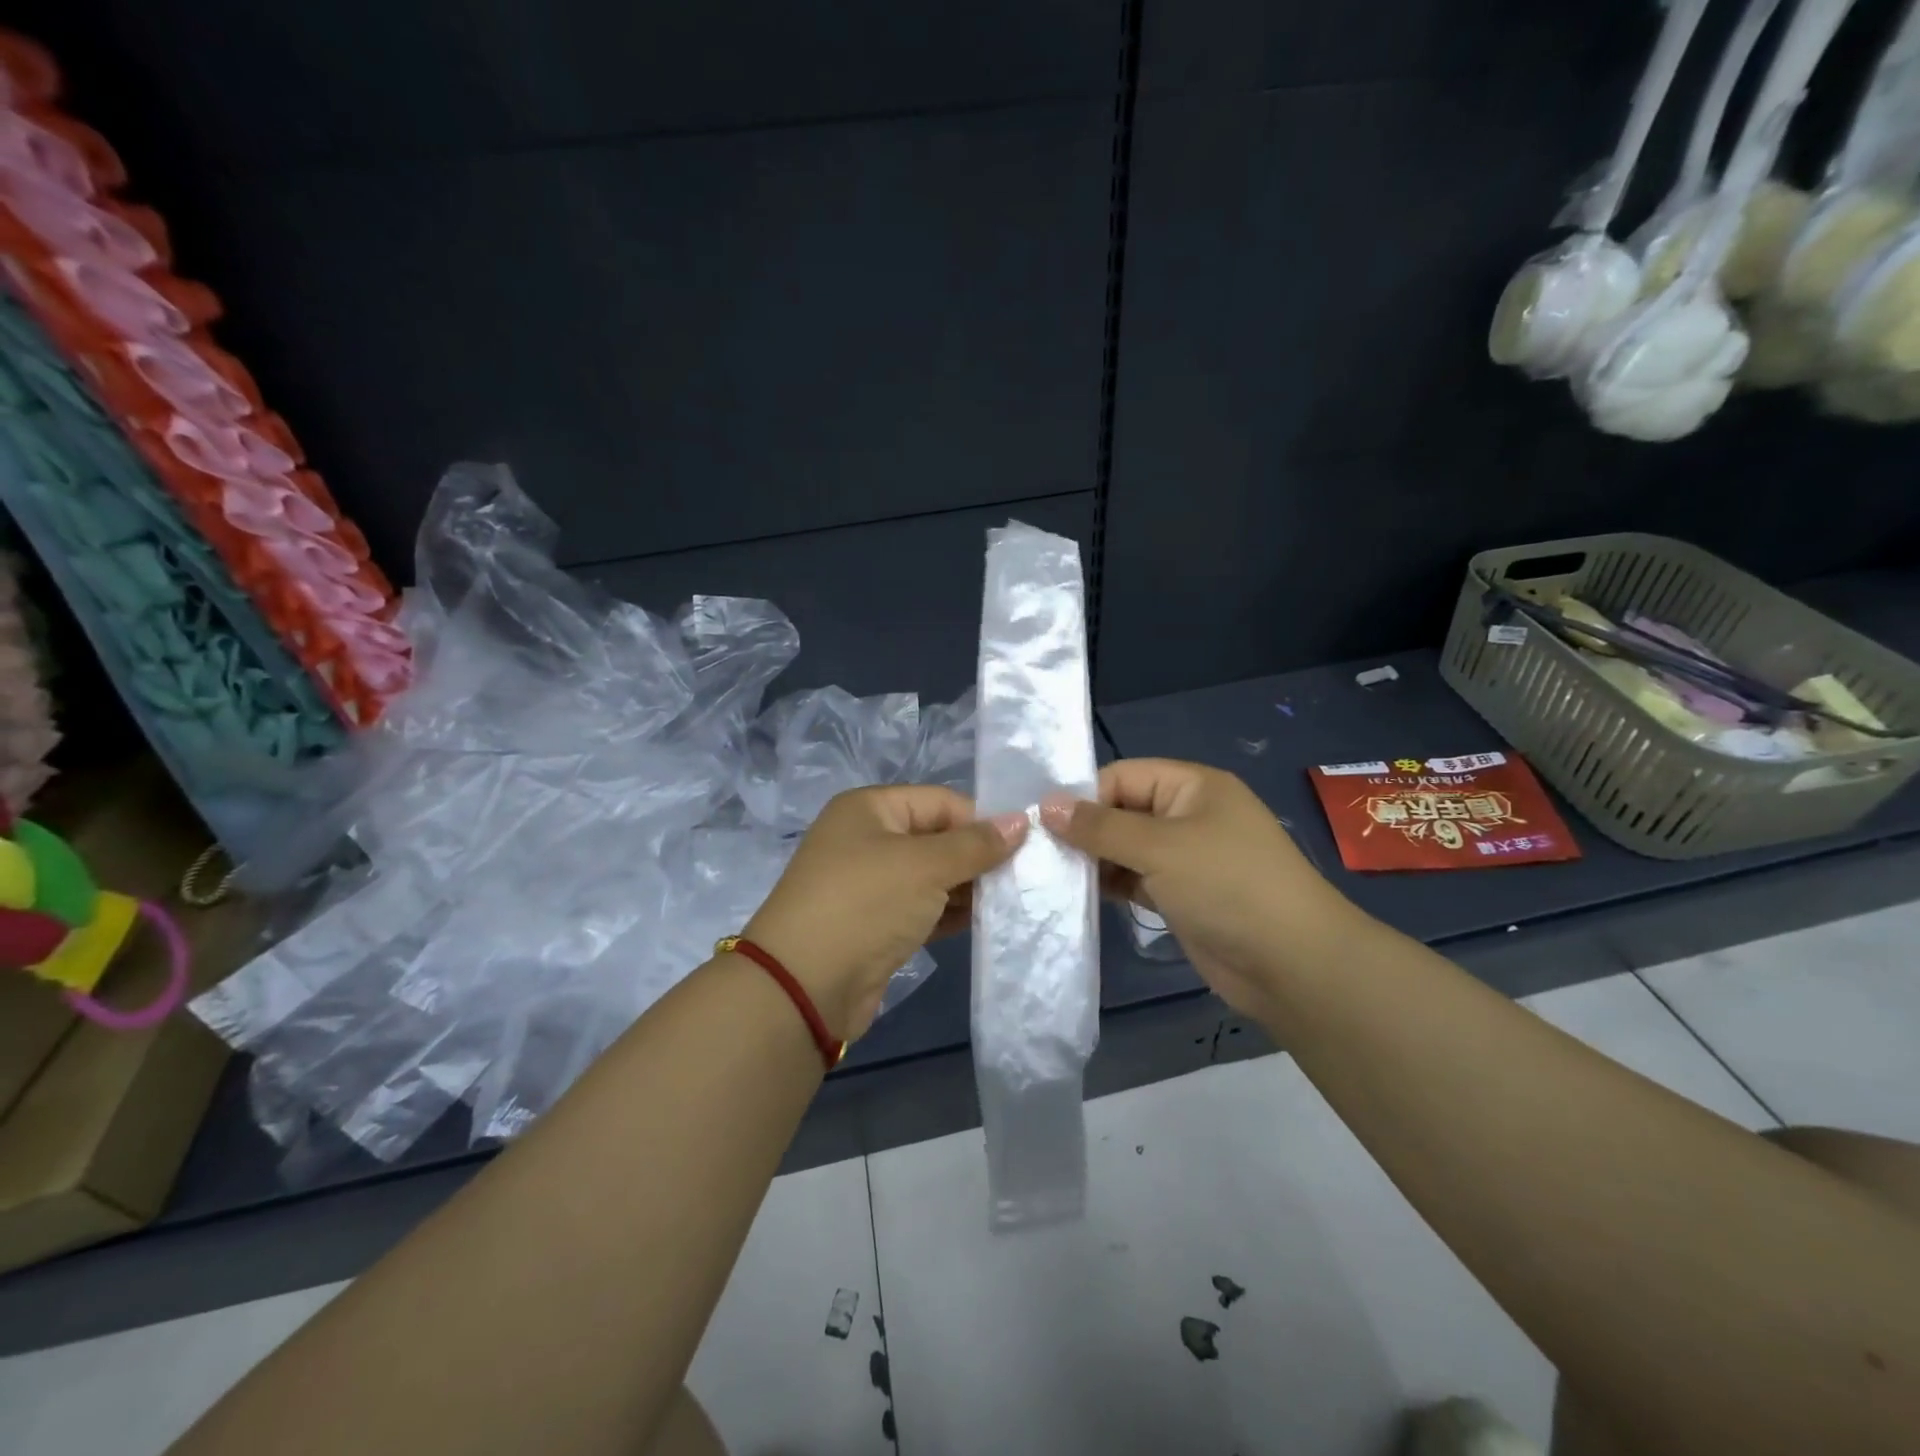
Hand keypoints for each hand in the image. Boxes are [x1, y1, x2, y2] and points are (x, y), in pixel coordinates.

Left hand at [745, 786, 1025, 1042]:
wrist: (804, 985)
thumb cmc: (866, 904)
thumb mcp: (925, 865)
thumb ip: (976, 844)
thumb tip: (1021, 821)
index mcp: (870, 809)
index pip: (940, 802)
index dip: (981, 821)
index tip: (1024, 846)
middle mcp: (868, 839)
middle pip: (936, 838)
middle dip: (978, 856)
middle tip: (1024, 876)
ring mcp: (869, 884)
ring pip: (931, 876)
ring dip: (968, 887)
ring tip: (1013, 901)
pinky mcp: (875, 924)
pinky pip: (922, 908)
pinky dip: (950, 913)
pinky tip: (985, 922)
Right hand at [1041, 758, 1363, 1021]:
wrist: (1292, 964)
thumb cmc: (1227, 887)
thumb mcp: (1160, 848)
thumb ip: (1100, 826)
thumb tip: (1046, 804)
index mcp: (1191, 786)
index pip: (1121, 776)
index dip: (1083, 797)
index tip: (1042, 825)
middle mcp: (1187, 814)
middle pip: (1121, 811)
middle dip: (1084, 831)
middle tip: (1038, 855)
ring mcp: (1185, 857)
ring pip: (1125, 848)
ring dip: (1093, 861)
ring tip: (1051, 878)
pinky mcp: (1181, 894)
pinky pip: (1135, 879)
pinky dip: (1111, 885)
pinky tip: (1079, 897)